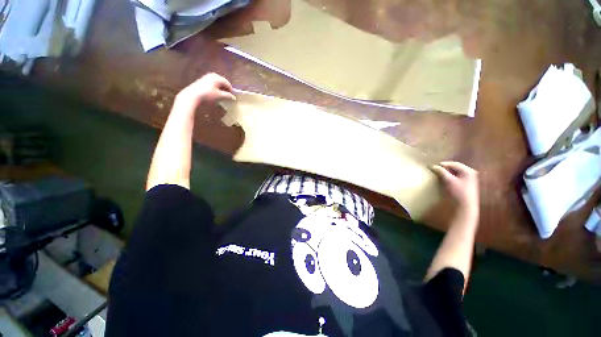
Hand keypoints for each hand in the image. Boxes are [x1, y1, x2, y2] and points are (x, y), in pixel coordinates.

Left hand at [175, 73, 235, 107]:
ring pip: (217, 83)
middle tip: (227, 96)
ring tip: (221, 96)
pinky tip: (214, 94)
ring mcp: (206, 77)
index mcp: (217, 77)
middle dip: (225, 89)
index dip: (231, 90)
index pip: (228, 83)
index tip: (232, 97)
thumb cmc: (208, 95)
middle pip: (222, 82)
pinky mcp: (201, 81)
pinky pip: (212, 84)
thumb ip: (228, 96)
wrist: (192, 96)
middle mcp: (212, 75)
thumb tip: (234, 97)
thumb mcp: (220, 96)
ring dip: (220, 89)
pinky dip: (215, 89)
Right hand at [431, 161, 478, 209]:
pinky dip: (450, 176)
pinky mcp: (467, 184)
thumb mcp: (448, 180)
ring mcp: (470, 178)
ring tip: (439, 174)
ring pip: (456, 172)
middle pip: (455, 167)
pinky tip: (445, 179)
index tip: (433, 166)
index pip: (454, 164)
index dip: (443, 164)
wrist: (465, 206)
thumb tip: (432, 166)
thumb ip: (441, 172)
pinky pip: (457, 177)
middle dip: (445, 168)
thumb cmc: (458, 192)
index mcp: (468, 170)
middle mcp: (470, 173)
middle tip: (436, 170)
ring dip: (447, 172)